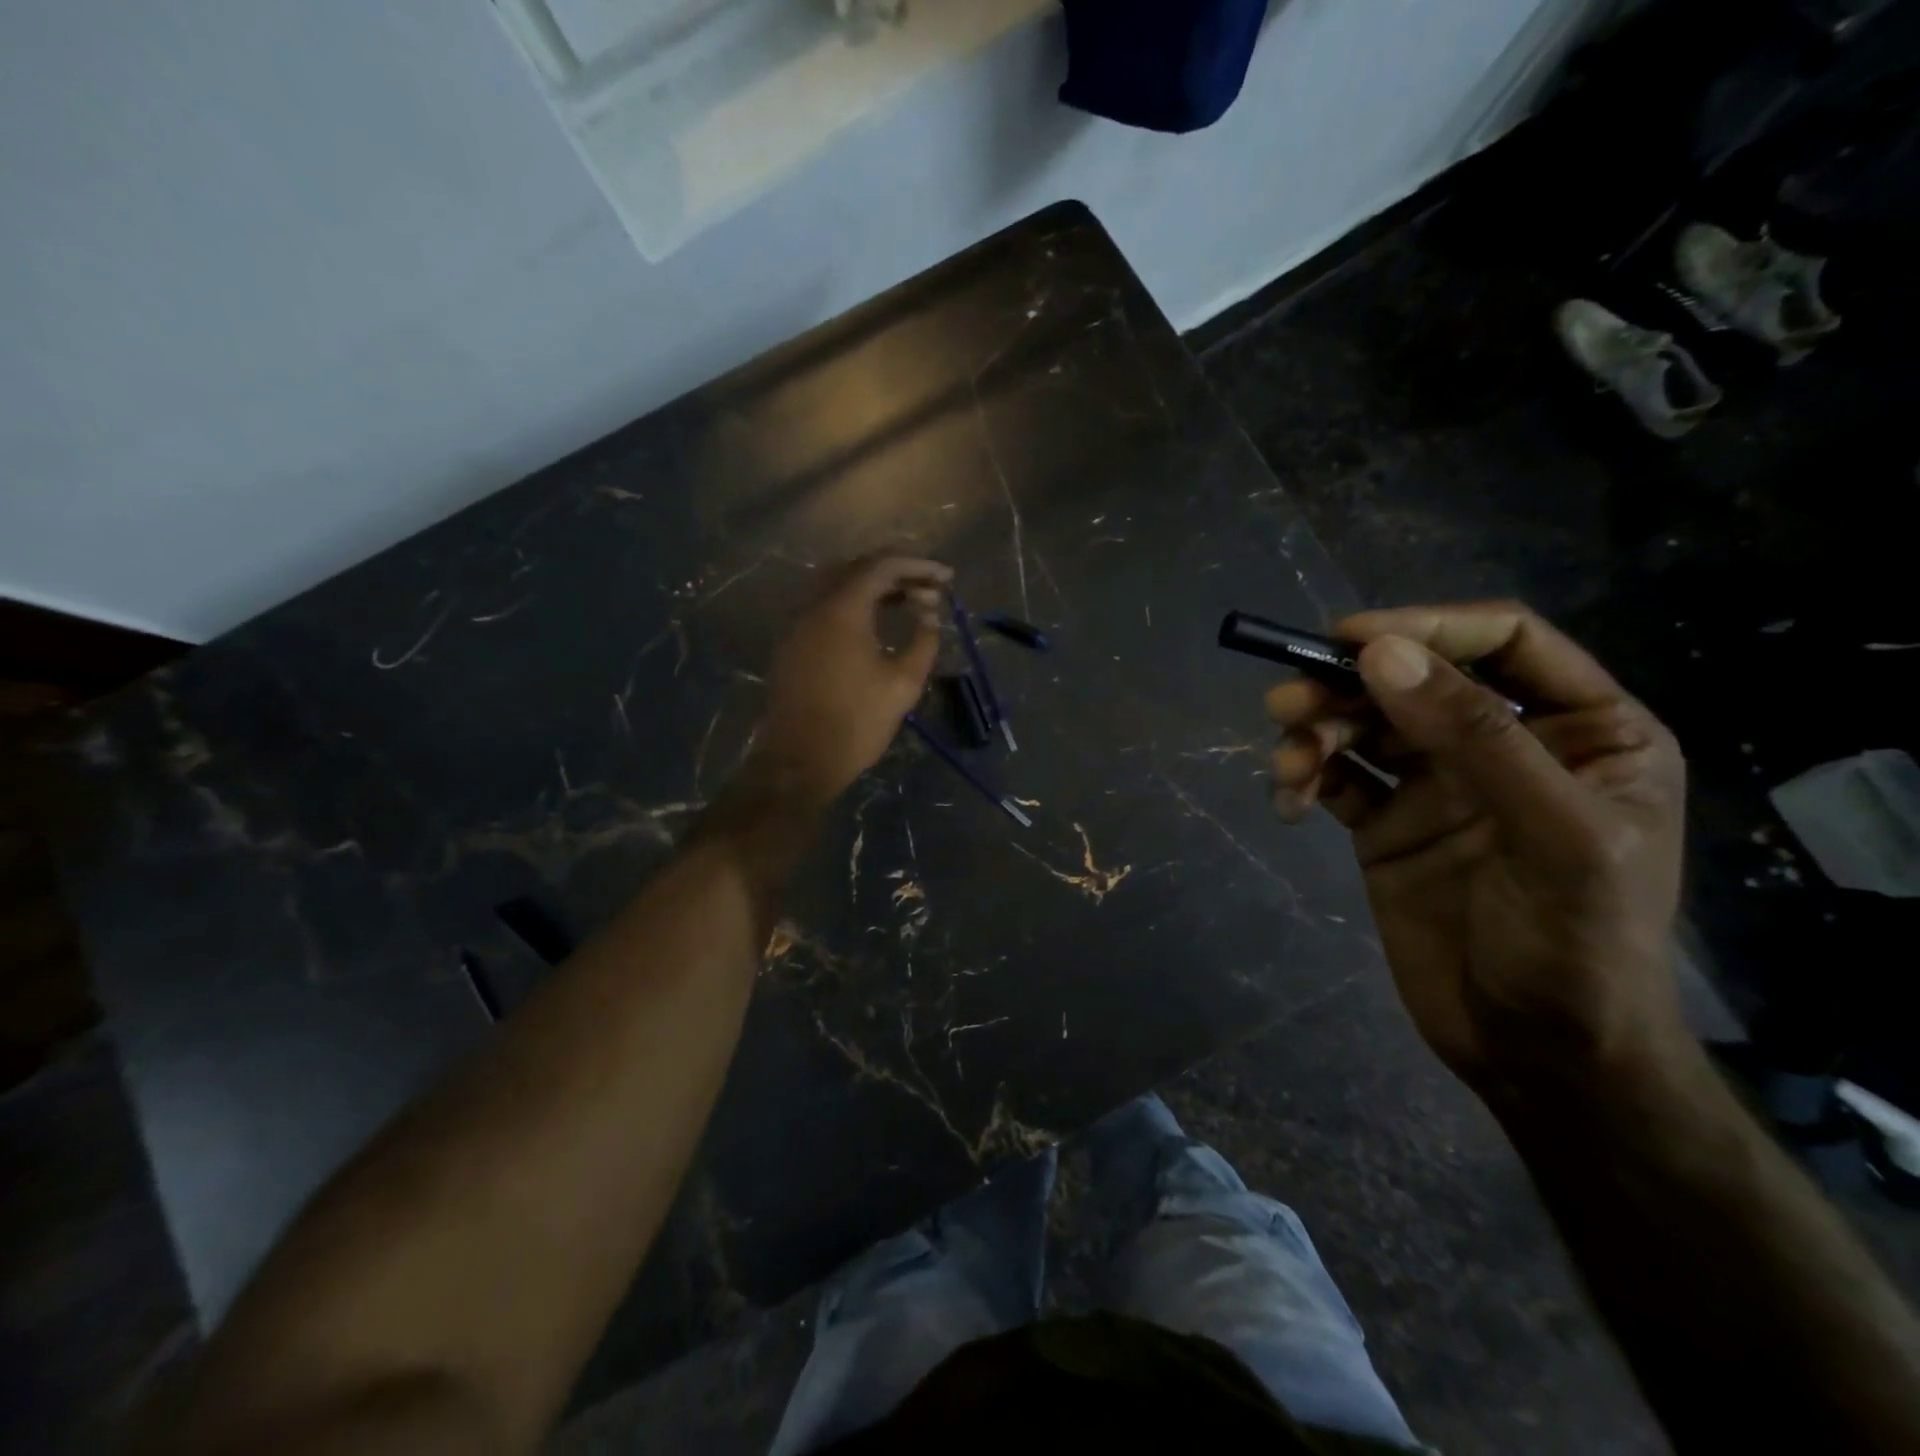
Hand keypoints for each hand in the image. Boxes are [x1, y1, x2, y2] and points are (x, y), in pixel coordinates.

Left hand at [755, 556, 951, 807]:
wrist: (800, 760)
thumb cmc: (857, 722)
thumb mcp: (903, 683)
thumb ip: (923, 640)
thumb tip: (929, 614)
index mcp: (842, 610)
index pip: (882, 566)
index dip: (918, 566)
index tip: (947, 578)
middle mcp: (815, 606)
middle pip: (856, 568)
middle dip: (896, 572)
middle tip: (928, 589)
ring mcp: (798, 625)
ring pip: (837, 586)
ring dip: (873, 587)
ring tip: (907, 602)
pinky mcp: (793, 644)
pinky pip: (825, 607)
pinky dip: (853, 604)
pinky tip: (875, 625)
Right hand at [1266, 602, 1690, 1098]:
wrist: (1537, 1054)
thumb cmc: (1579, 947)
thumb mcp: (1553, 836)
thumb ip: (1475, 738)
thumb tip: (1379, 653)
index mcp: (1582, 728)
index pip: (1503, 641)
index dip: (1426, 626)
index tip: (1348, 639)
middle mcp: (1506, 743)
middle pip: (1413, 679)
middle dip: (1346, 687)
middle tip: (1286, 704)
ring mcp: (1438, 784)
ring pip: (1363, 725)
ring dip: (1315, 732)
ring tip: (1287, 765)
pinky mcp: (1386, 823)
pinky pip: (1336, 777)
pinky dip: (1304, 778)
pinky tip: (1289, 803)